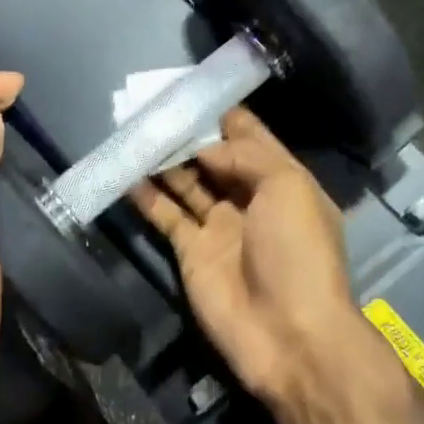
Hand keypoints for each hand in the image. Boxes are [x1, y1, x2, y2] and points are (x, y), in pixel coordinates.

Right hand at [130, 107, 361, 406]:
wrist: (288, 333)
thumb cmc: (296, 252)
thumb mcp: (287, 187)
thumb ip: (245, 155)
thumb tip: (205, 147)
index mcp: (282, 181)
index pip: (250, 137)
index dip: (223, 114)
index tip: (190, 90)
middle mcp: (249, 199)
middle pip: (213, 158)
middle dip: (187, 134)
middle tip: (151, 107)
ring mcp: (218, 227)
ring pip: (186, 183)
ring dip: (163, 160)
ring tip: (134, 132)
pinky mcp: (190, 252)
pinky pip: (165, 216)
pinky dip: (146, 196)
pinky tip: (126, 174)